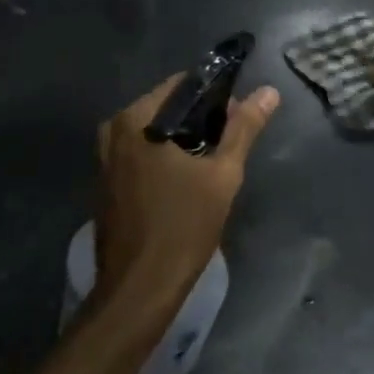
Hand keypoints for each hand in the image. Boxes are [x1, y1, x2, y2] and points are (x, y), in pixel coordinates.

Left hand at [94, 75, 280, 305]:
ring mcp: (104, 157)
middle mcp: (113, 130)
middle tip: (230, 143)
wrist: (139, 288)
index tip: (238, 117)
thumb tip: (269, 91)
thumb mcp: (223, 174)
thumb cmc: (183, 226)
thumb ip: (244, 128)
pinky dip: (163, 158)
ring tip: (213, 162)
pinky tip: (186, 180)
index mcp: (136, 119)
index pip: (182, 85)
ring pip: (153, 133)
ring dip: (182, 141)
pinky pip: (139, 154)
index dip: (215, 96)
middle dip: (199, 120)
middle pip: (166, 108)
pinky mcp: (105, 182)